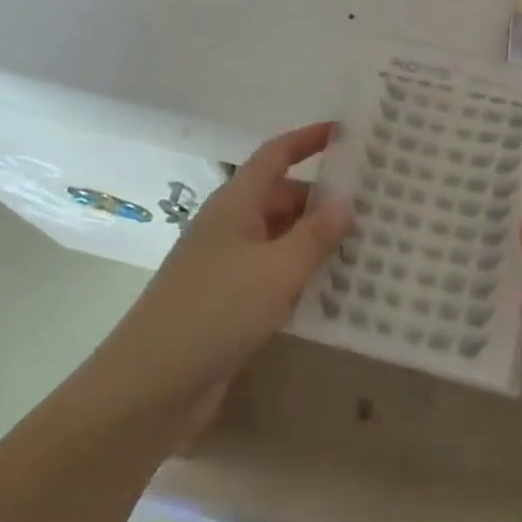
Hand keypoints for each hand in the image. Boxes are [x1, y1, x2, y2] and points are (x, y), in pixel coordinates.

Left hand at [94, 123, 352, 416]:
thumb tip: (346, 202)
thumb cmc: (216, 311)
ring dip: (315, 242)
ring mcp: (227, 266)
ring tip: (364, 248)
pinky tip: (332, 293)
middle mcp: (231, 226)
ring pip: (280, 239)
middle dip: (323, 201)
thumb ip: (316, 235)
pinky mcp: (227, 303)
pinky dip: (300, 276)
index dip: (308, 139)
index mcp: (236, 203)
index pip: (276, 155)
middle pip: (282, 198)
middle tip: (373, 208)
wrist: (149, 388)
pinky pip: (272, 275)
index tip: (345, 133)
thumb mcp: (277, 270)